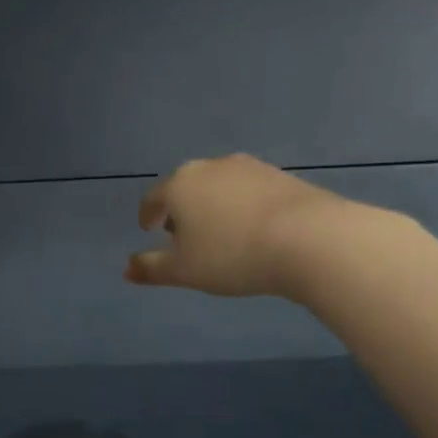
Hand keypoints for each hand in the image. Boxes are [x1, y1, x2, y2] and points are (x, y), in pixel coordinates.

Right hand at [125, 153, 353, 297]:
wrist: (311, 239)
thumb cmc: (232, 255)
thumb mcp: (183, 271)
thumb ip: (151, 269)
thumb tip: (126, 270)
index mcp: (179, 185)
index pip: (152, 198)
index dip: (147, 216)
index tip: (149, 230)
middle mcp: (210, 167)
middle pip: (185, 187)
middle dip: (180, 209)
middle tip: (182, 234)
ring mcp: (249, 167)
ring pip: (218, 186)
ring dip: (211, 205)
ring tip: (218, 233)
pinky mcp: (281, 176)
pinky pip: (248, 191)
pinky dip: (240, 206)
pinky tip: (250, 229)